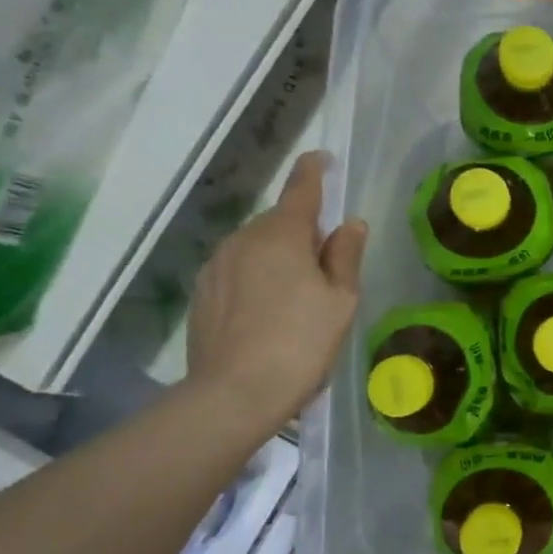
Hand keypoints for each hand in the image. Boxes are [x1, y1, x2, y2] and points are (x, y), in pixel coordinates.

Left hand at [187, 152, 367, 427]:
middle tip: (327, 263)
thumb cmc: (301, 343)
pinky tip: (269, 310)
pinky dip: (256, 277)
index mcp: (282, 235)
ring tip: (299, 293)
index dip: (314, 172)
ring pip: (256, 246)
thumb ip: (345, 256)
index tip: (321, 159)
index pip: (301, 190)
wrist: (234, 394)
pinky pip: (237, 270)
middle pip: (279, 222)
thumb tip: (350, 224)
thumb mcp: (340, 301)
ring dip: (278, 255)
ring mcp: (216, 265)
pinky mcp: (202, 292)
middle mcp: (243, 239)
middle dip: (302, 230)